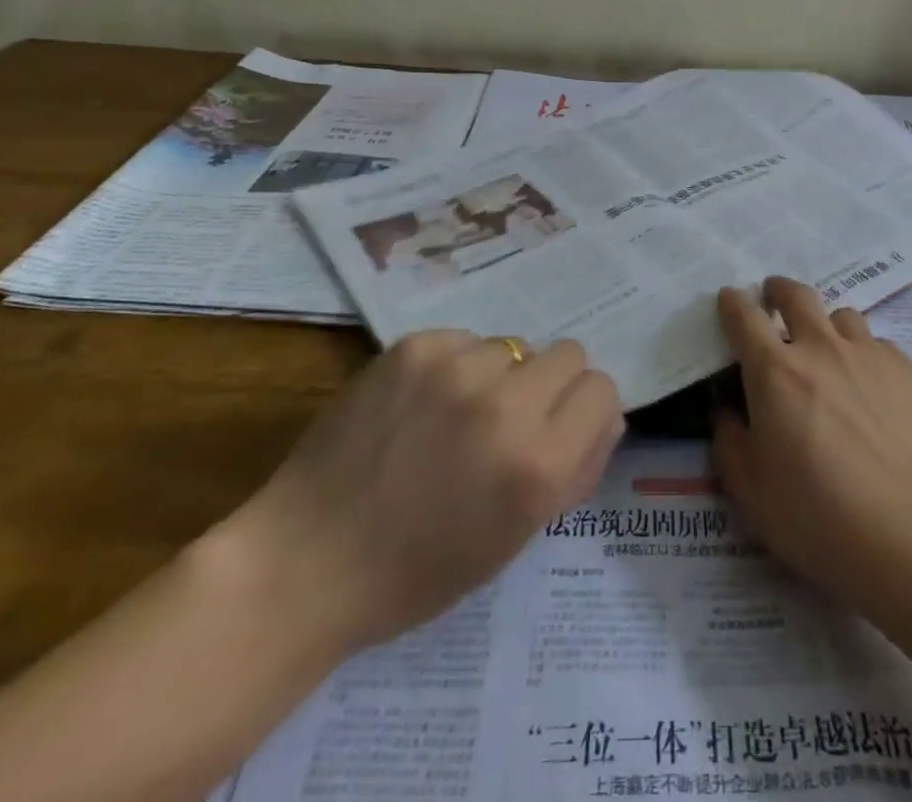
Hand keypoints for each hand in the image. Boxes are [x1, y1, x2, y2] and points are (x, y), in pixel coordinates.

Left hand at [226, 332, 623, 655]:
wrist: (306, 561)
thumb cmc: (418, 571)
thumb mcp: (517, 538)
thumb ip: (576, 470)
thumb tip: (605, 416)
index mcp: (538, 463)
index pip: (602, 390)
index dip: (585, 412)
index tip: (560, 431)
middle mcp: (506, 404)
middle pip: (569, 353)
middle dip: (550, 386)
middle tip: (511, 420)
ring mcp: (456, 368)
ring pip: (514, 345)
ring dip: (499, 376)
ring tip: (455, 417)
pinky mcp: (414, 348)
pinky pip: (464, 339)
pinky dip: (455, 367)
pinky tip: (420, 405)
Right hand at [712, 278, 911, 628]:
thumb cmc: (825, 522)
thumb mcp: (753, 494)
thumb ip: (731, 442)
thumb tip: (729, 410)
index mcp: (776, 372)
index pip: (744, 317)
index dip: (732, 303)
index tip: (728, 299)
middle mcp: (822, 349)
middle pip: (797, 295)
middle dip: (778, 290)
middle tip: (773, 298)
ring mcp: (871, 355)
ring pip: (841, 316)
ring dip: (825, 325)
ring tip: (827, 352)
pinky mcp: (911, 371)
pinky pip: (878, 346)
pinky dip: (864, 356)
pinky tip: (872, 392)